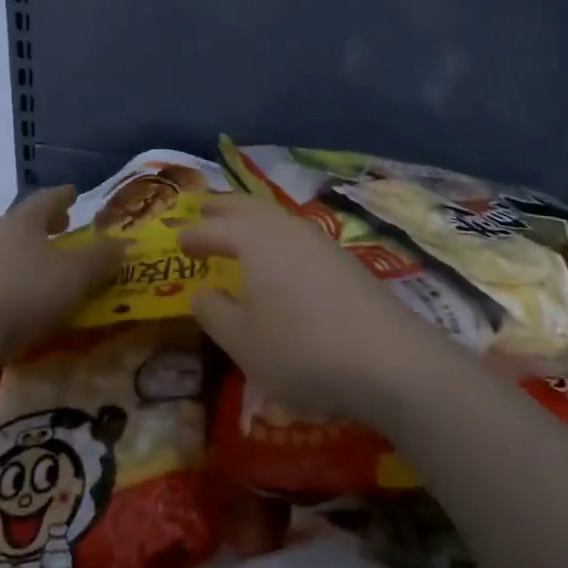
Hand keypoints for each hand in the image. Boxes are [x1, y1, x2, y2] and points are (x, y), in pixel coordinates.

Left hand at [0, 186, 122, 361]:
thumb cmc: (27, 292)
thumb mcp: (77, 274)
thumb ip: (102, 258)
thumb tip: (124, 243)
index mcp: (23, 221)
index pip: (46, 199)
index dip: (63, 196)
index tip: (74, 193)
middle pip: (25, 223)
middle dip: (47, 224)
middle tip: (65, 226)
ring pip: (12, 250)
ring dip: (33, 253)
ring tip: (51, 264)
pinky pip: (3, 277)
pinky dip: (21, 278)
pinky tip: (31, 295)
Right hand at [180, 195, 455, 427]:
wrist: (389, 360)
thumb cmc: (302, 350)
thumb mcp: (243, 341)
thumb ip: (214, 311)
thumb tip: (202, 291)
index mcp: (254, 240)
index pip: (214, 228)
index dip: (193, 234)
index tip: (177, 239)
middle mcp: (285, 228)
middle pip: (247, 207)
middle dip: (222, 208)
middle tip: (203, 211)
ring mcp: (319, 240)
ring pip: (275, 217)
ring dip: (251, 217)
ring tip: (237, 228)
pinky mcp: (343, 259)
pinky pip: (296, 233)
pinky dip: (275, 234)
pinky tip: (279, 256)